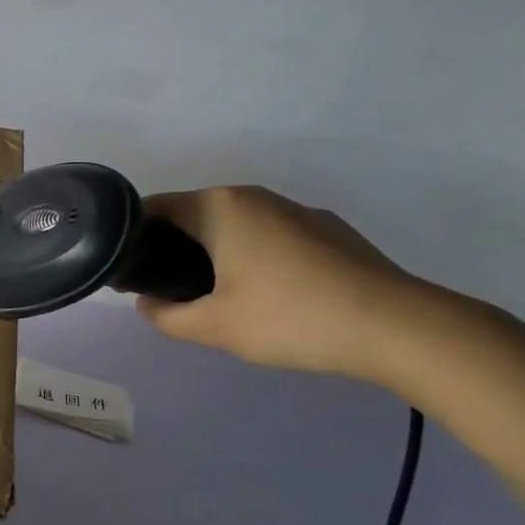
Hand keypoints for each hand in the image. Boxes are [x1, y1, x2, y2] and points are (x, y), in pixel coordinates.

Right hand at [136, 186, 433, 387]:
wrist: (398, 327)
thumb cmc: (291, 318)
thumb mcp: (215, 327)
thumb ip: (166, 316)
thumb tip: (146, 303)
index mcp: (220, 207)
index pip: (155, 208)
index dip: (134, 237)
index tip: (126, 270)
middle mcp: (254, 196)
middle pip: (195, 214)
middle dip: (173, 247)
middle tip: (165, 290)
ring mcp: (295, 210)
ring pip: (235, 225)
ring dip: (215, 252)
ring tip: (215, 296)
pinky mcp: (327, 230)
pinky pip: (270, 235)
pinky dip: (253, 256)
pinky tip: (268, 296)